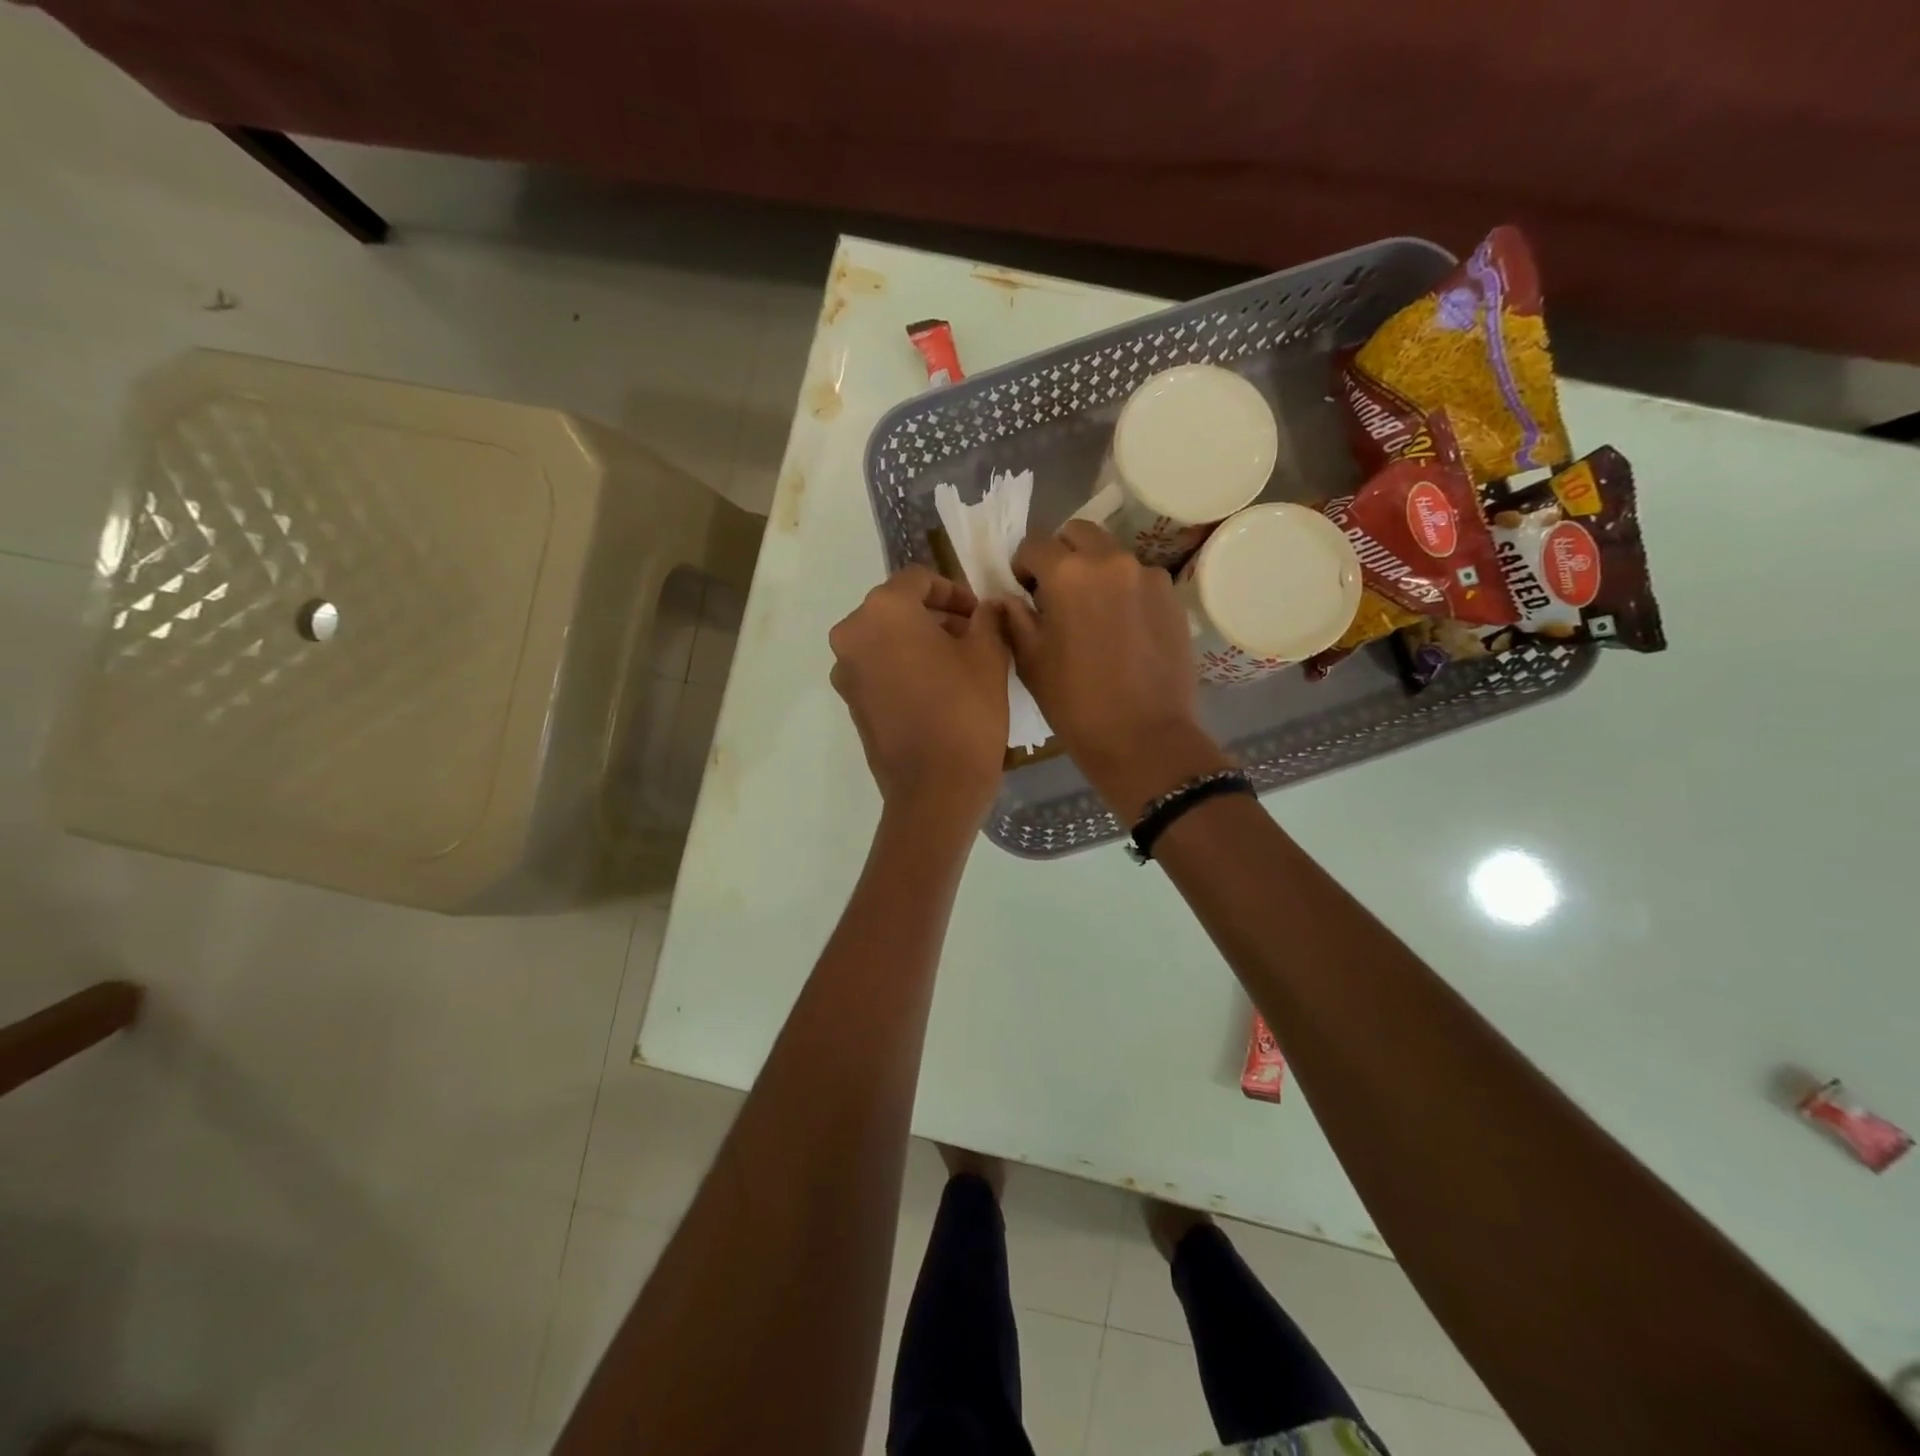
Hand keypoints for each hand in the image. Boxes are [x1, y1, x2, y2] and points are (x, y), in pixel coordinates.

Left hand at [829, 566, 1009, 820]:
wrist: (934, 788)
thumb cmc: (965, 710)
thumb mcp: (989, 655)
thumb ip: (987, 618)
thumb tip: (986, 608)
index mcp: (883, 610)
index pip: (919, 579)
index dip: (955, 591)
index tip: (980, 614)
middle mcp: (852, 634)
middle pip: (897, 608)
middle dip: (936, 616)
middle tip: (974, 636)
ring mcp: (846, 671)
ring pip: (886, 640)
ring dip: (919, 642)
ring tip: (959, 664)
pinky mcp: (850, 703)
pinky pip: (879, 669)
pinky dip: (904, 668)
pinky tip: (936, 690)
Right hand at [1004, 522, 1229, 821]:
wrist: (1144, 738)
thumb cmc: (1075, 703)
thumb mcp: (1031, 661)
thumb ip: (1014, 619)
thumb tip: (1007, 598)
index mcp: (1068, 573)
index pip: (1035, 545)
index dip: (1023, 566)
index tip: (1024, 591)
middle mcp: (1111, 561)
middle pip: (1079, 534)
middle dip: (1061, 555)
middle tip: (1056, 594)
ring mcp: (1149, 577)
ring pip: (1112, 555)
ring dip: (1095, 571)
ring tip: (1093, 614)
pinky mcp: (1173, 598)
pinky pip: (1139, 580)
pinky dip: (1124, 591)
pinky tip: (1122, 630)